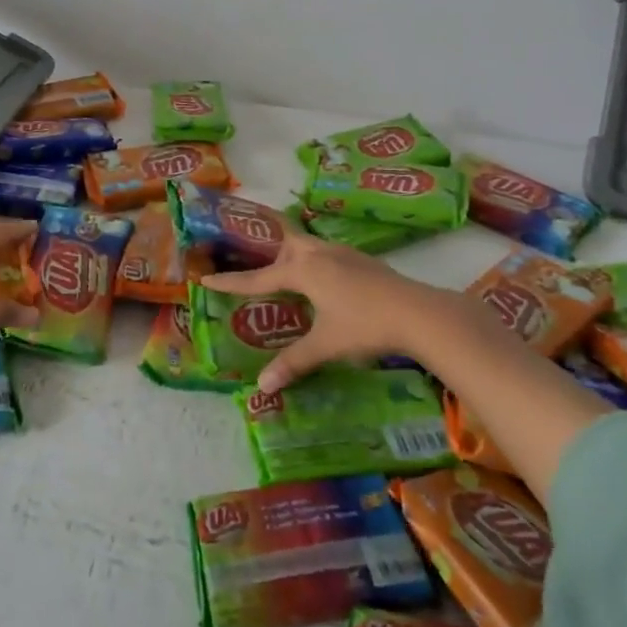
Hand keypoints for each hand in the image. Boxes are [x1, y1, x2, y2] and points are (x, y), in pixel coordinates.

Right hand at [199, 232, 500, 392]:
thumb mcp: (326, 345)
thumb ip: (293, 363)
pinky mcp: (363, 261)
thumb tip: (263, 386)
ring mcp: (344, 254)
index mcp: (304, 271)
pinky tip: (323, 278)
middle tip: (249, 249)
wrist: (419, 313)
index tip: (207, 278)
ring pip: (308, 244)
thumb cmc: (365, 326)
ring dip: (292, 251)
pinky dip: (313, 260)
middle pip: (286, 240)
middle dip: (266, 245)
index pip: (259, 277)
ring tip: (283, 266)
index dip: (232, 282)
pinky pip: (326, 253)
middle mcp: (320, 254)